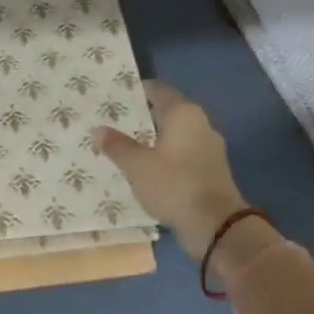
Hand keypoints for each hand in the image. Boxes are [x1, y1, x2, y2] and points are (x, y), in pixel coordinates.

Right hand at [93, 81, 247, 258]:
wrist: (216, 224)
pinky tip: (149, 168)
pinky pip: (184, 153)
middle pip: (168, 111)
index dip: (137, 90)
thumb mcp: (137, 166)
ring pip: (177, 134)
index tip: (115, 96)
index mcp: (183, 113)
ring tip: (128, 145)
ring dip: (155, 138)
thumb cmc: (174, 185)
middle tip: (116, 121)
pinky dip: (167, 156)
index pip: (158, 89)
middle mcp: (200, 123)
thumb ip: (117, 145)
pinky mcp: (212, 169)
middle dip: (143, 116)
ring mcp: (209, 147)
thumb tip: (97, 129)